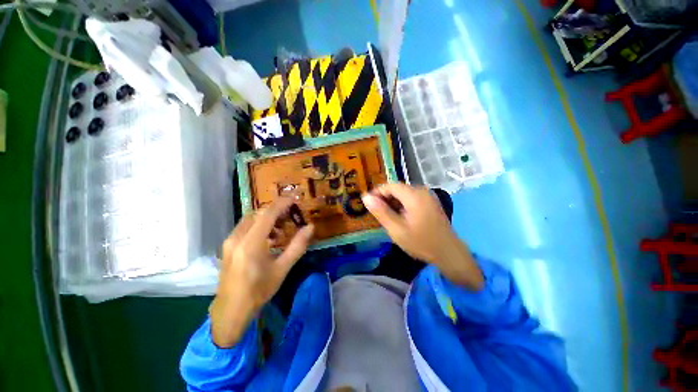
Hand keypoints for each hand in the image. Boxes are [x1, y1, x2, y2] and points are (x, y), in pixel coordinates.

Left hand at [211, 198, 314, 347]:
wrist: (231, 309)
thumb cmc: (259, 290)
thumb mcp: (282, 269)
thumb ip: (297, 246)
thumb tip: (310, 227)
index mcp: (251, 244)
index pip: (267, 214)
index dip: (282, 204)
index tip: (295, 199)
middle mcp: (237, 237)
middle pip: (258, 214)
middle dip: (276, 211)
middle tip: (291, 215)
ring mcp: (230, 241)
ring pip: (251, 219)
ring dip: (267, 218)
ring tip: (281, 230)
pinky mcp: (228, 245)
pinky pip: (245, 227)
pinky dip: (259, 225)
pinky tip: (268, 238)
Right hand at [362, 183, 483, 288]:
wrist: (449, 253)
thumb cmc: (421, 242)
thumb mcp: (396, 229)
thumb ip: (381, 212)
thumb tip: (366, 197)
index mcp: (414, 195)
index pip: (390, 186)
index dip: (377, 193)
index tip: (368, 204)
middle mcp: (422, 191)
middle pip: (397, 189)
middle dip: (385, 199)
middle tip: (377, 214)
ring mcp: (428, 197)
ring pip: (404, 194)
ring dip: (393, 203)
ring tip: (387, 217)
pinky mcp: (430, 203)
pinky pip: (411, 199)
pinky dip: (402, 205)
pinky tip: (399, 218)